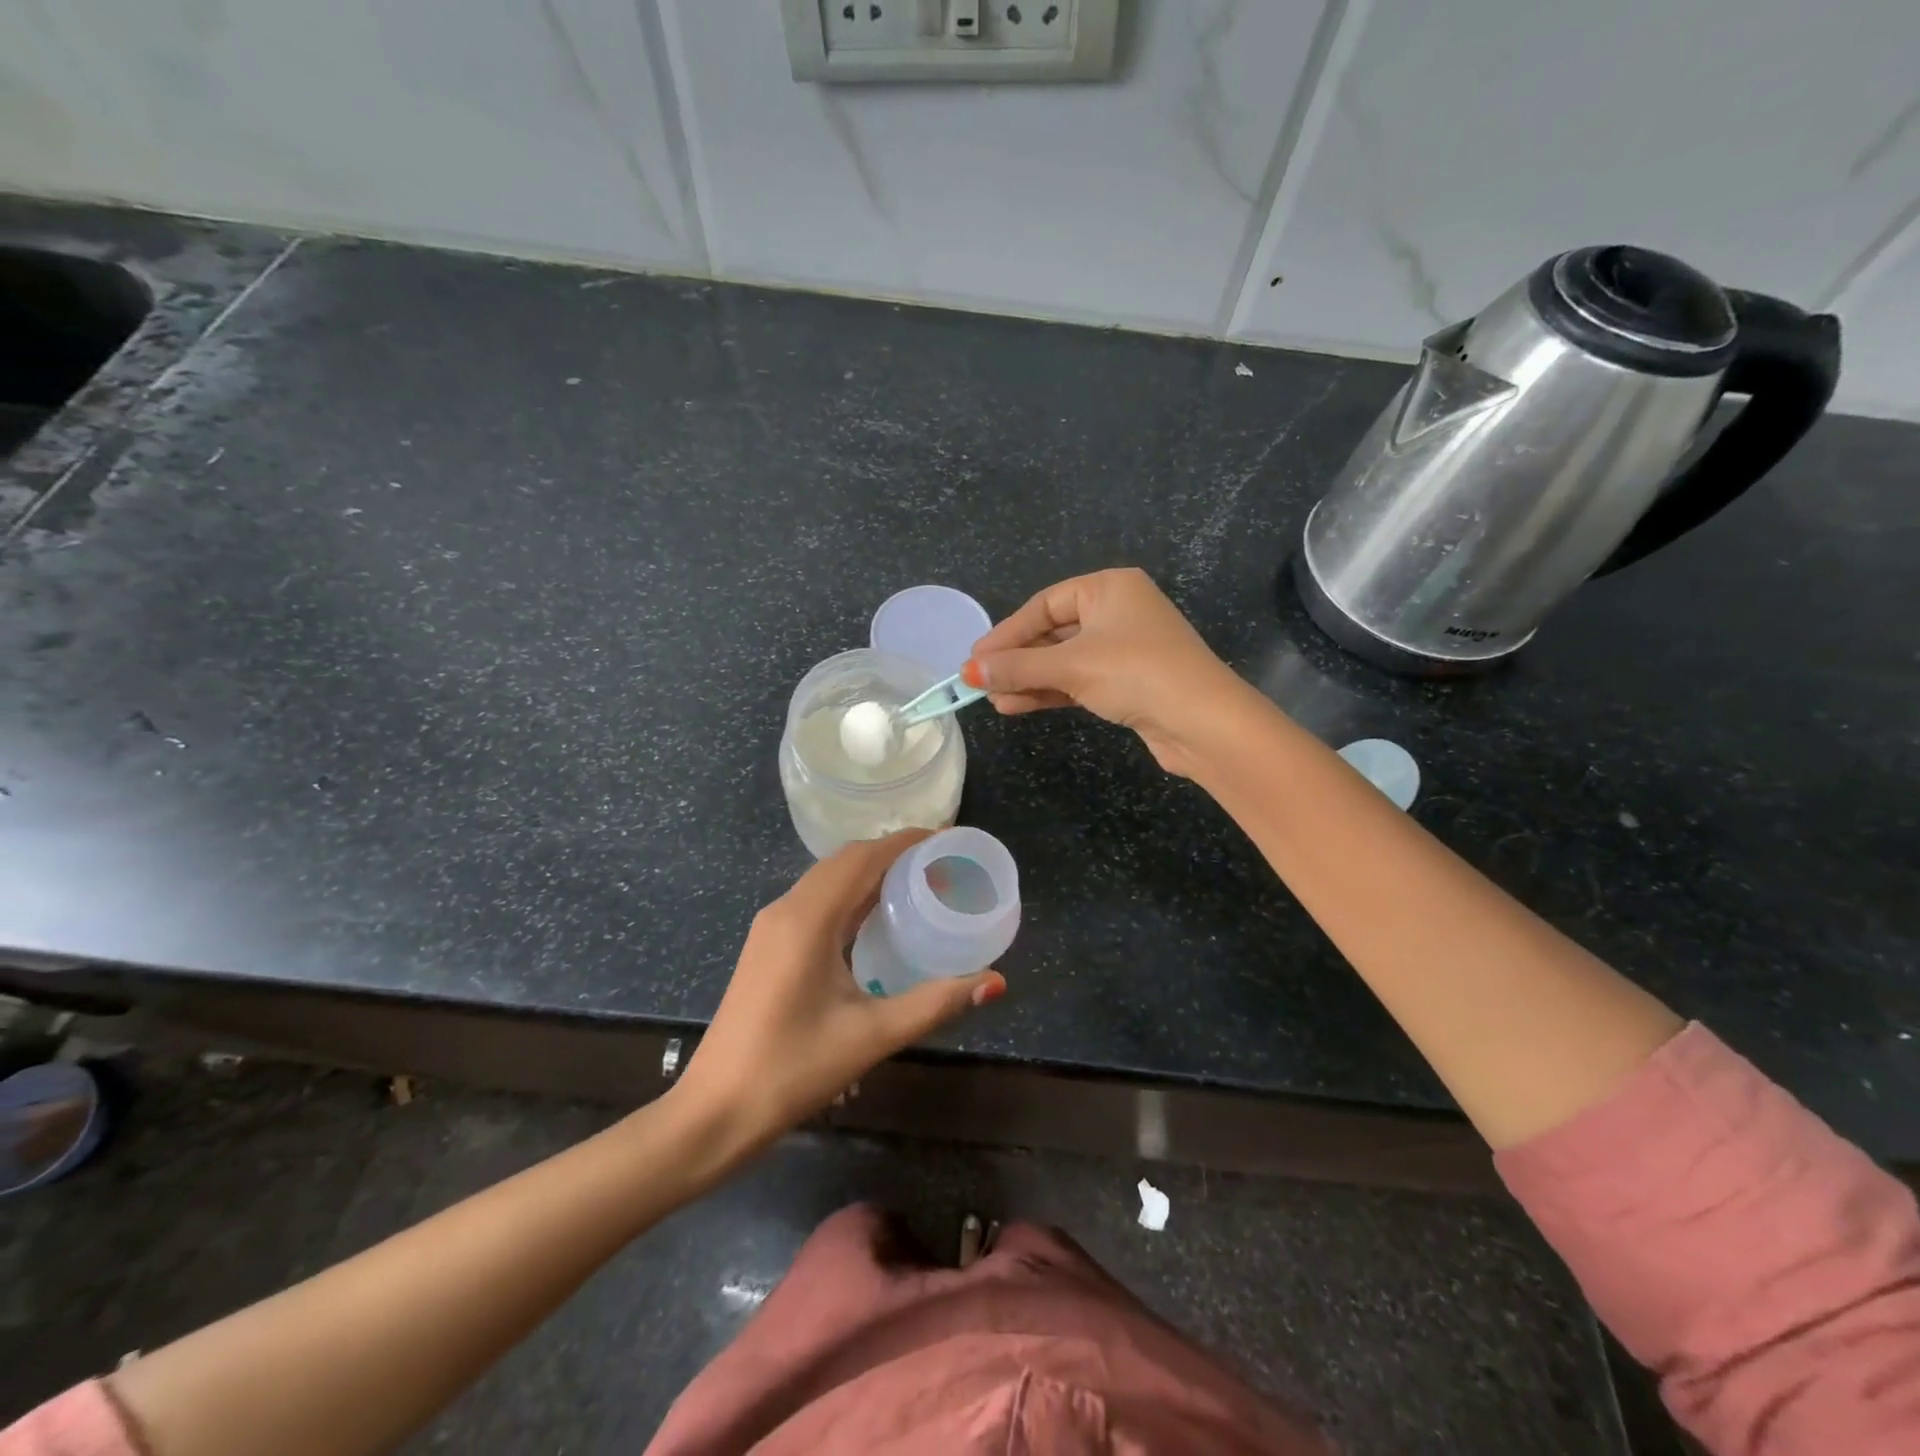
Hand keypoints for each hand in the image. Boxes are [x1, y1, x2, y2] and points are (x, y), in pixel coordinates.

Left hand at [676, 832, 1004, 1150]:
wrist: (715, 1112)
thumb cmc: (793, 1069)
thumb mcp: (872, 1035)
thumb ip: (936, 1002)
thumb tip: (995, 982)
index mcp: (809, 918)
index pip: (864, 857)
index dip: (906, 841)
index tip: (948, 839)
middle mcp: (787, 908)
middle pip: (845, 861)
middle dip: (892, 852)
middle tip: (941, 863)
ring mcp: (771, 926)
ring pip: (827, 879)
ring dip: (869, 872)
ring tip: (917, 884)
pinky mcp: (767, 945)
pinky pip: (814, 900)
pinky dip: (849, 894)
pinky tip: (874, 919)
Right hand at [965, 567, 1250, 776]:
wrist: (1203, 723)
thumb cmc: (1136, 674)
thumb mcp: (1071, 666)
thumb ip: (1018, 667)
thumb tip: (969, 671)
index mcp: (1109, 588)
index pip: (1044, 605)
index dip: (1007, 633)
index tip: (975, 658)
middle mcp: (1118, 611)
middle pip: (1052, 632)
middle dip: (1017, 660)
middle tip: (979, 680)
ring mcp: (1125, 648)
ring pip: (1064, 660)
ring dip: (1029, 680)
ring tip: (993, 699)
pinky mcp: (1128, 682)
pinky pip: (1079, 680)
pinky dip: (1050, 692)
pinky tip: (1018, 705)